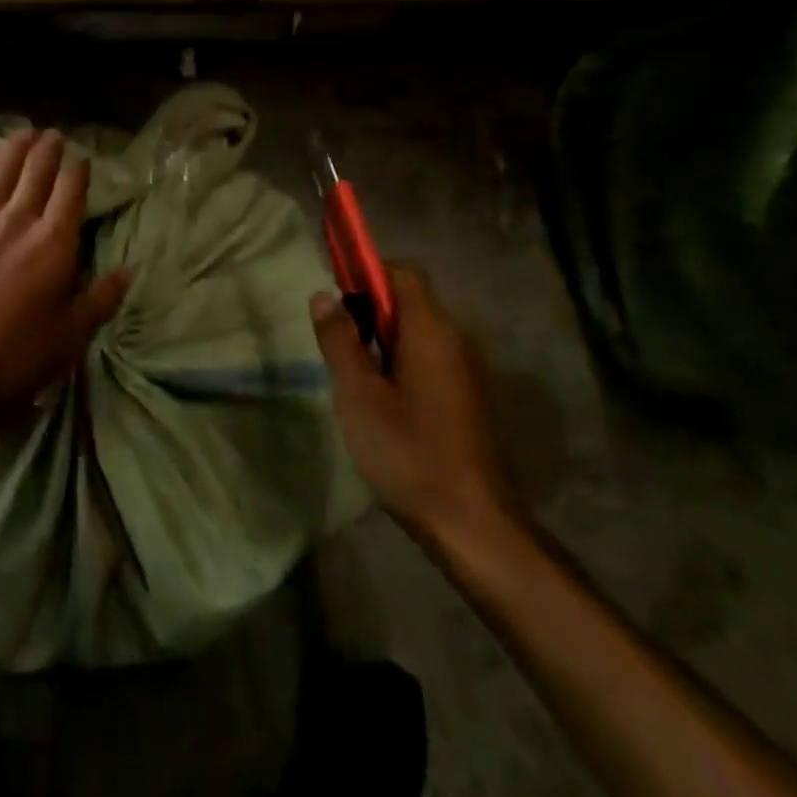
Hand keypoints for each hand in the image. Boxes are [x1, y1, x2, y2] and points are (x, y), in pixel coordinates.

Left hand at [0, 128, 130, 452]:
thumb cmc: (15, 356)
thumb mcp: (71, 335)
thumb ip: (102, 298)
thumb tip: (129, 270)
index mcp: (53, 241)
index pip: (71, 187)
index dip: (79, 167)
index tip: (83, 157)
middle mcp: (17, 219)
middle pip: (35, 168)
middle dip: (48, 147)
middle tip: (55, 135)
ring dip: (14, 147)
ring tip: (24, 133)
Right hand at [310, 264, 524, 568]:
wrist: (472, 524)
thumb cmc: (408, 453)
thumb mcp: (358, 395)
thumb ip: (340, 340)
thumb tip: (324, 295)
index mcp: (430, 331)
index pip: (403, 272)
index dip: (368, 272)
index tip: (337, 295)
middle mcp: (456, 340)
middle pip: (410, 301)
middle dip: (370, 310)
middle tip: (337, 343)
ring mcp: (467, 371)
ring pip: (418, 333)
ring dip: (383, 339)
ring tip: (354, 376)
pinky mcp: (468, 398)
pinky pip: (430, 359)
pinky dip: (402, 363)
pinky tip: (383, 403)